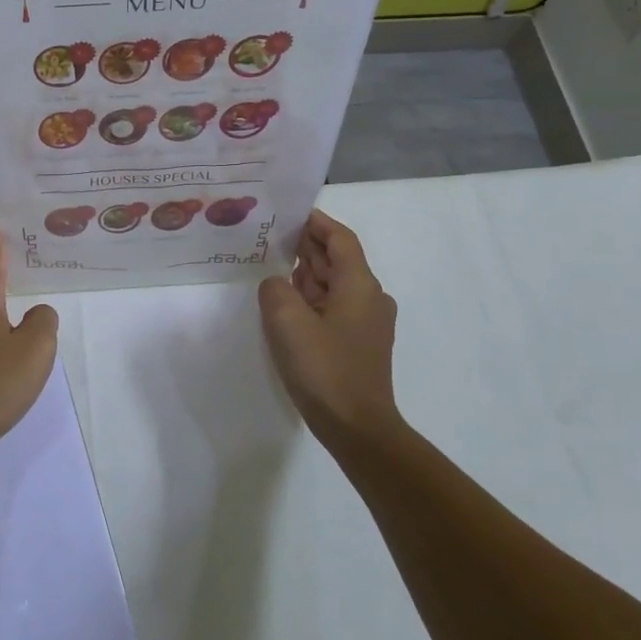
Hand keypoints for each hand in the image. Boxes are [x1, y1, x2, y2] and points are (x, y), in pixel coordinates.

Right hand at [258, 210, 402, 457]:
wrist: (357, 428)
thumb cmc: (324, 368)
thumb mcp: (286, 320)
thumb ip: (275, 289)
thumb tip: (277, 284)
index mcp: (359, 284)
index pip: (339, 238)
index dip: (316, 222)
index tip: (289, 212)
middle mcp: (370, 297)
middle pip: (338, 259)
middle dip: (306, 247)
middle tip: (271, 237)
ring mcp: (367, 323)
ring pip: (334, 285)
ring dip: (307, 274)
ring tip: (272, 267)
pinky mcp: (359, 344)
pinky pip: (333, 308)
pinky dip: (311, 298)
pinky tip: (286, 306)